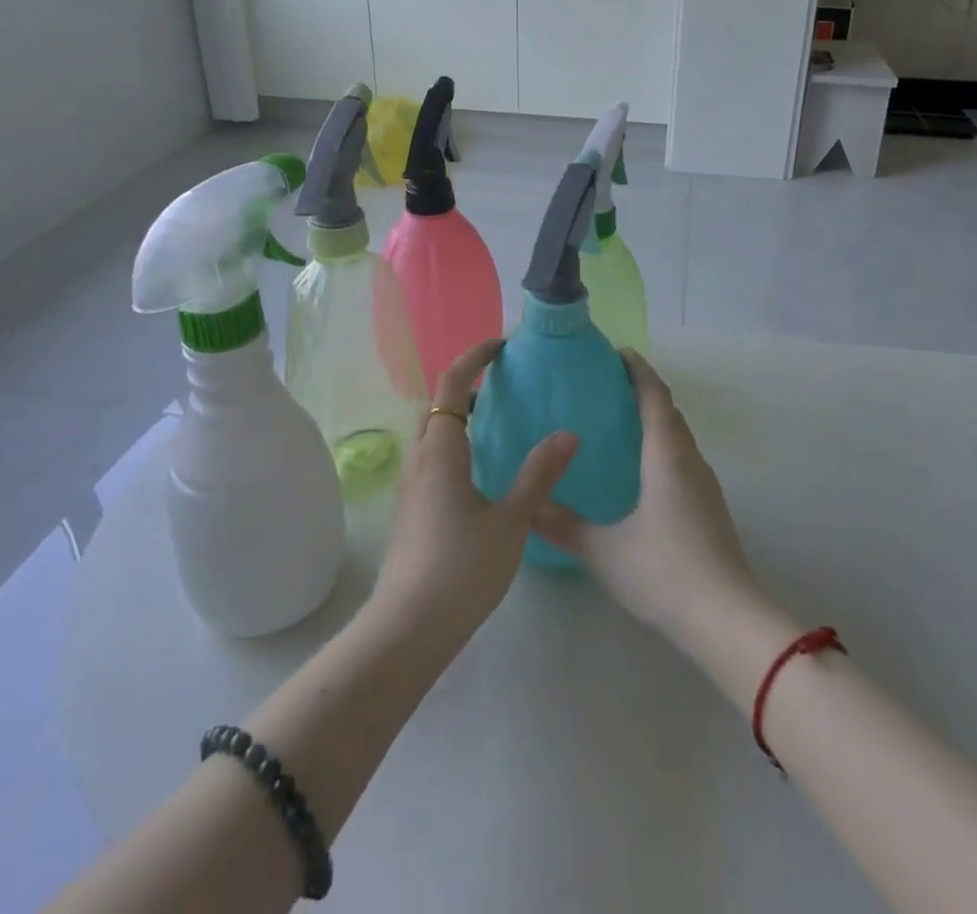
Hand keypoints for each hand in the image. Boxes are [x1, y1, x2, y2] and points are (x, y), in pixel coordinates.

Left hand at [367, 338, 577, 649]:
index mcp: (440, 450)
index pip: (451, 385)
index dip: (473, 358)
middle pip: (437, 405)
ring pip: (431, 433)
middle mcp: (419, 458)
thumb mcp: (510, 521)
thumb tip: (568, 433)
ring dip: (459, 416)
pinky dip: (455, 443)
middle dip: (466, 385)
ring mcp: (410, 485)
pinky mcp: (411, 508)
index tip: (501, 347)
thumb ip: (538, 474)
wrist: (407, 629)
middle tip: (504, 383)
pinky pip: (432, 457)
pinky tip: (483, 470)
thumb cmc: (461, 569)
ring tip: (498, 421)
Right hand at [532, 350, 760, 647]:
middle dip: (643, 390)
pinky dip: (663, 445)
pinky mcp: (710, 507)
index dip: (637, 369)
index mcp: (666, 455)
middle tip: (607, 386)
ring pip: (679, 435)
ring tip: (620, 422)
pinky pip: (683, 458)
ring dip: (655, 418)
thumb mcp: (605, 551)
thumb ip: (564, 526)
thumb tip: (529, 506)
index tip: (616, 353)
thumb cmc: (665, 572)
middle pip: (669, 410)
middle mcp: (689, 459)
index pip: (654, 395)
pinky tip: (642, 470)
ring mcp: (705, 484)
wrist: (729, 620)